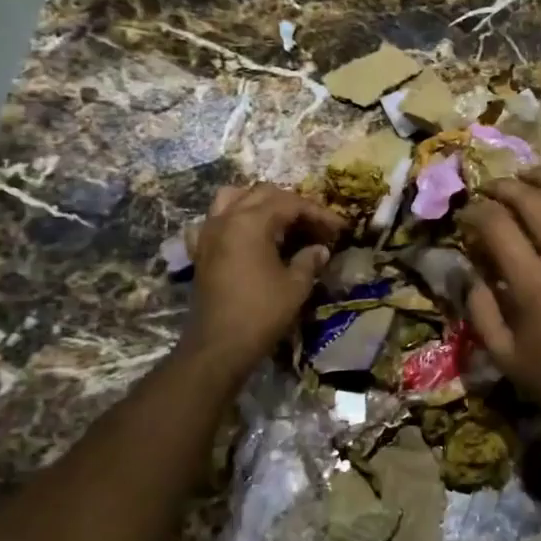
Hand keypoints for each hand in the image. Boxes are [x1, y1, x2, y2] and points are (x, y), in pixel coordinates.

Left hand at [183, 183, 344, 370]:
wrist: (218, 346)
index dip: (319, 213)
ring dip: (259, 202)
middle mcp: (227, 218)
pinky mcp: (200, 250)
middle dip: (292, 205)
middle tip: (315, 225)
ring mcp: (209, 232)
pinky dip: (230, 219)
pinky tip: (242, 234)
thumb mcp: (295, 286)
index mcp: (252, 221)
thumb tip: (320, 249)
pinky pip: (213, 221)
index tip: (340, 227)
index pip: (291, 204)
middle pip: (263, 194)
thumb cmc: (261, 313)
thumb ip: (309, 260)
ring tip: (279, 220)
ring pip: (233, 198)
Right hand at [457, 166, 540, 425]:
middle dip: (504, 187)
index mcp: (533, 282)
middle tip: (490, 191)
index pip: (496, 224)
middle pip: (532, 200)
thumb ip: (479, 310)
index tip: (465, 216)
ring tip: (530, 174)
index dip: (474, 212)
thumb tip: (467, 271)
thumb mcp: (504, 355)